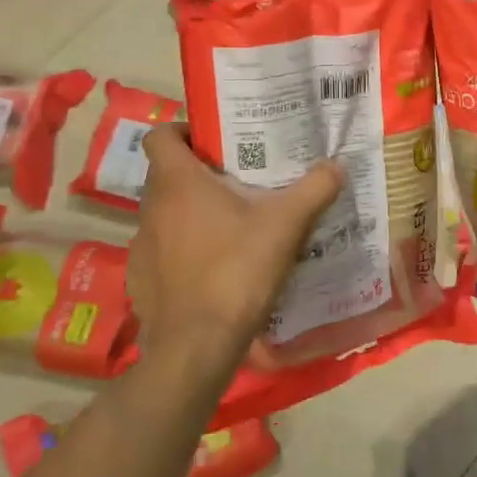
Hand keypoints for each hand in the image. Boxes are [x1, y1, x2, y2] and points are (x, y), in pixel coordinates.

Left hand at [128, 124, 343, 376]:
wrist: (196, 345)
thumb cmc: (237, 270)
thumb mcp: (286, 225)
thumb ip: (314, 189)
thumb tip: (337, 165)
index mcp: (177, 182)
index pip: (160, 135)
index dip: (183, 131)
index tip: (214, 141)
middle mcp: (150, 208)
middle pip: (167, 175)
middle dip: (199, 174)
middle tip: (238, 180)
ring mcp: (140, 246)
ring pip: (165, 214)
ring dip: (191, 213)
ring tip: (230, 225)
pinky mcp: (140, 280)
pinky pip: (161, 251)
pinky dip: (182, 250)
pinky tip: (213, 268)